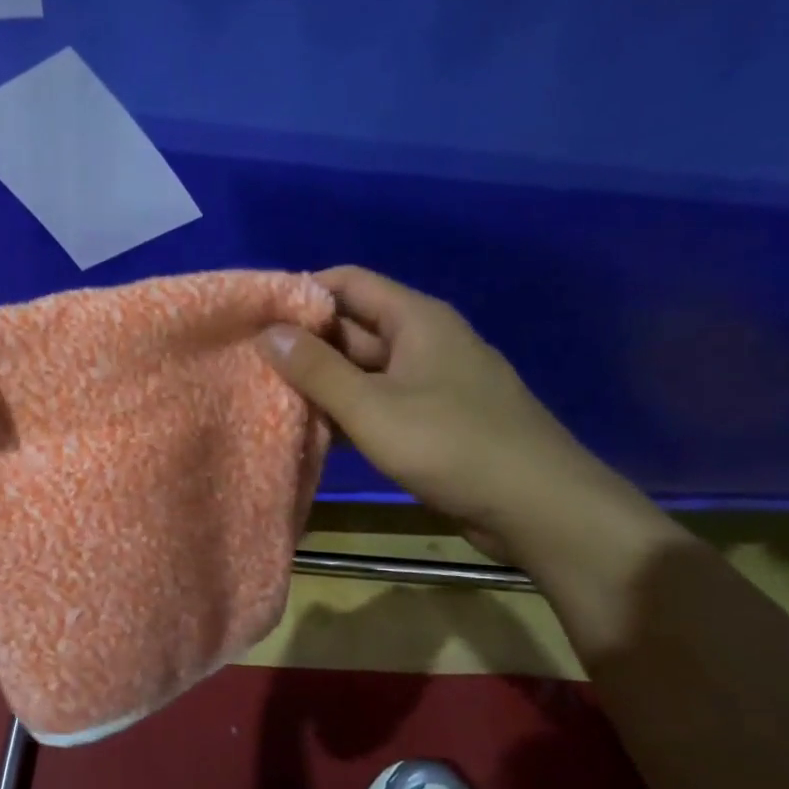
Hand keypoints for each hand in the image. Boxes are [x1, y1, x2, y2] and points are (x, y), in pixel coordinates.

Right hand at [258, 266, 645, 565]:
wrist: (538, 506)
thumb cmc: (452, 445)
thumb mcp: (372, 408)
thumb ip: (317, 370)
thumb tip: (267, 332)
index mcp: (416, 320)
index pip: (348, 283)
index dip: (301, 292)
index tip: (255, 316)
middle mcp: (423, 341)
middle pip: (353, 325)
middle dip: (304, 341)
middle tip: (250, 361)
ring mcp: (431, 381)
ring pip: (364, 368)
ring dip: (322, 380)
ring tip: (267, 394)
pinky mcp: (433, 419)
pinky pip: (379, 401)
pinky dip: (346, 410)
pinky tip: (311, 430)